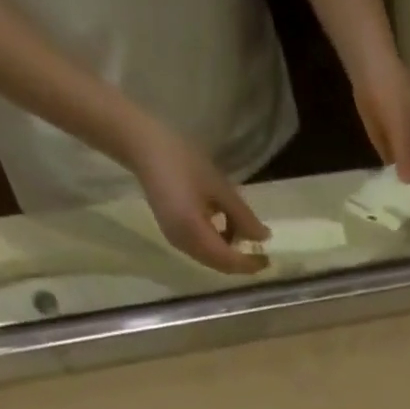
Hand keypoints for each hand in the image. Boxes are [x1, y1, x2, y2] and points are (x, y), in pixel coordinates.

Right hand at [124, 124, 270, 274]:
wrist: (140, 144)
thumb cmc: (181, 159)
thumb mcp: (218, 186)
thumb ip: (243, 216)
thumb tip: (264, 238)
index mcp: (193, 232)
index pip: (228, 260)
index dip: (250, 264)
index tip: (268, 259)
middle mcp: (184, 243)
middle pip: (220, 265)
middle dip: (241, 262)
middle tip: (261, 254)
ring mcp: (176, 240)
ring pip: (211, 259)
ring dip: (230, 253)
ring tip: (245, 235)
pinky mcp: (173, 233)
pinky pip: (201, 249)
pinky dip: (217, 244)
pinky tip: (226, 228)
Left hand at [351, 56, 409, 182]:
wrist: (370, 71)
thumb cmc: (394, 94)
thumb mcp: (402, 126)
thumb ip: (406, 156)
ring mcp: (404, 147)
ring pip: (408, 172)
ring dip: (404, 187)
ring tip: (399, 208)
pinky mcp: (388, 146)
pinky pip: (393, 167)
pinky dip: (390, 179)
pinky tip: (386, 194)